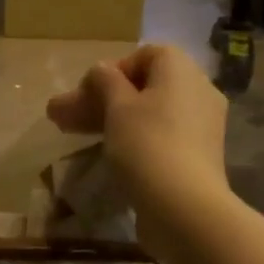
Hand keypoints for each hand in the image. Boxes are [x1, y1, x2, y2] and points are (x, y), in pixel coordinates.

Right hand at [46, 44, 228, 240]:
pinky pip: (161, 139)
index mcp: (181, 69)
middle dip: (102, 101)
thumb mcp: (118, 108)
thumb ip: (105, 83)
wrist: (184, 208)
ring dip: (113, 122)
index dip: (111, 71)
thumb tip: (100, 70)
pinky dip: (135, 142)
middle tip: (64, 119)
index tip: (86, 95)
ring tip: (78, 138)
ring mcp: (200, 127)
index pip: (144, 55)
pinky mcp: (195, 158)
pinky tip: (111, 157)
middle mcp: (197, 91)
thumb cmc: (147, 146)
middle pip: (144, 87)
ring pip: (150, 115)